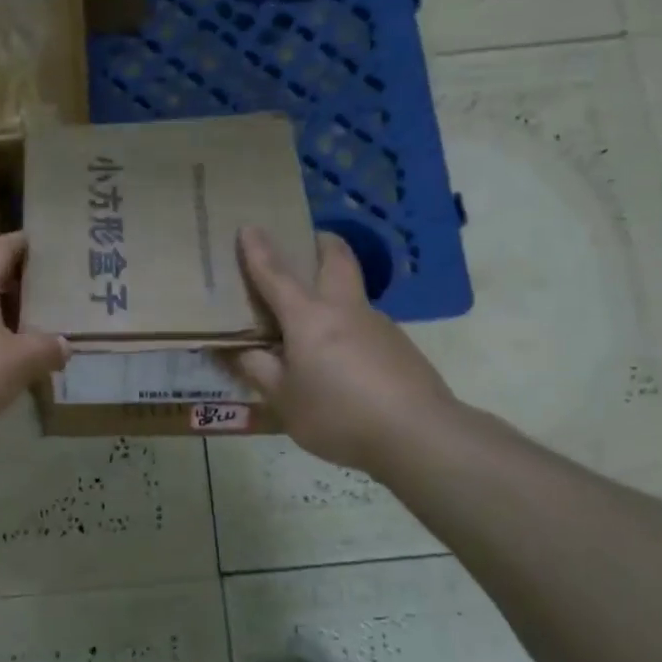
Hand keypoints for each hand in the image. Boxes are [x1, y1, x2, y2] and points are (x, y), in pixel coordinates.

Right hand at [226, 227, 460, 471]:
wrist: (419, 435)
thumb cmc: (339, 415)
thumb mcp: (285, 401)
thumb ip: (260, 371)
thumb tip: (242, 351)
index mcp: (309, 318)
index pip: (276, 274)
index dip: (259, 250)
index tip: (249, 226)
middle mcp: (344, 310)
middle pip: (337, 259)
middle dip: (321, 242)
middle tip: (309, 241)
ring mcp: (378, 325)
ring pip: (353, 294)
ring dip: (336, 290)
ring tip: (317, 325)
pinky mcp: (401, 347)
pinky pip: (366, 326)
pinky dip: (349, 329)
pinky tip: (345, 365)